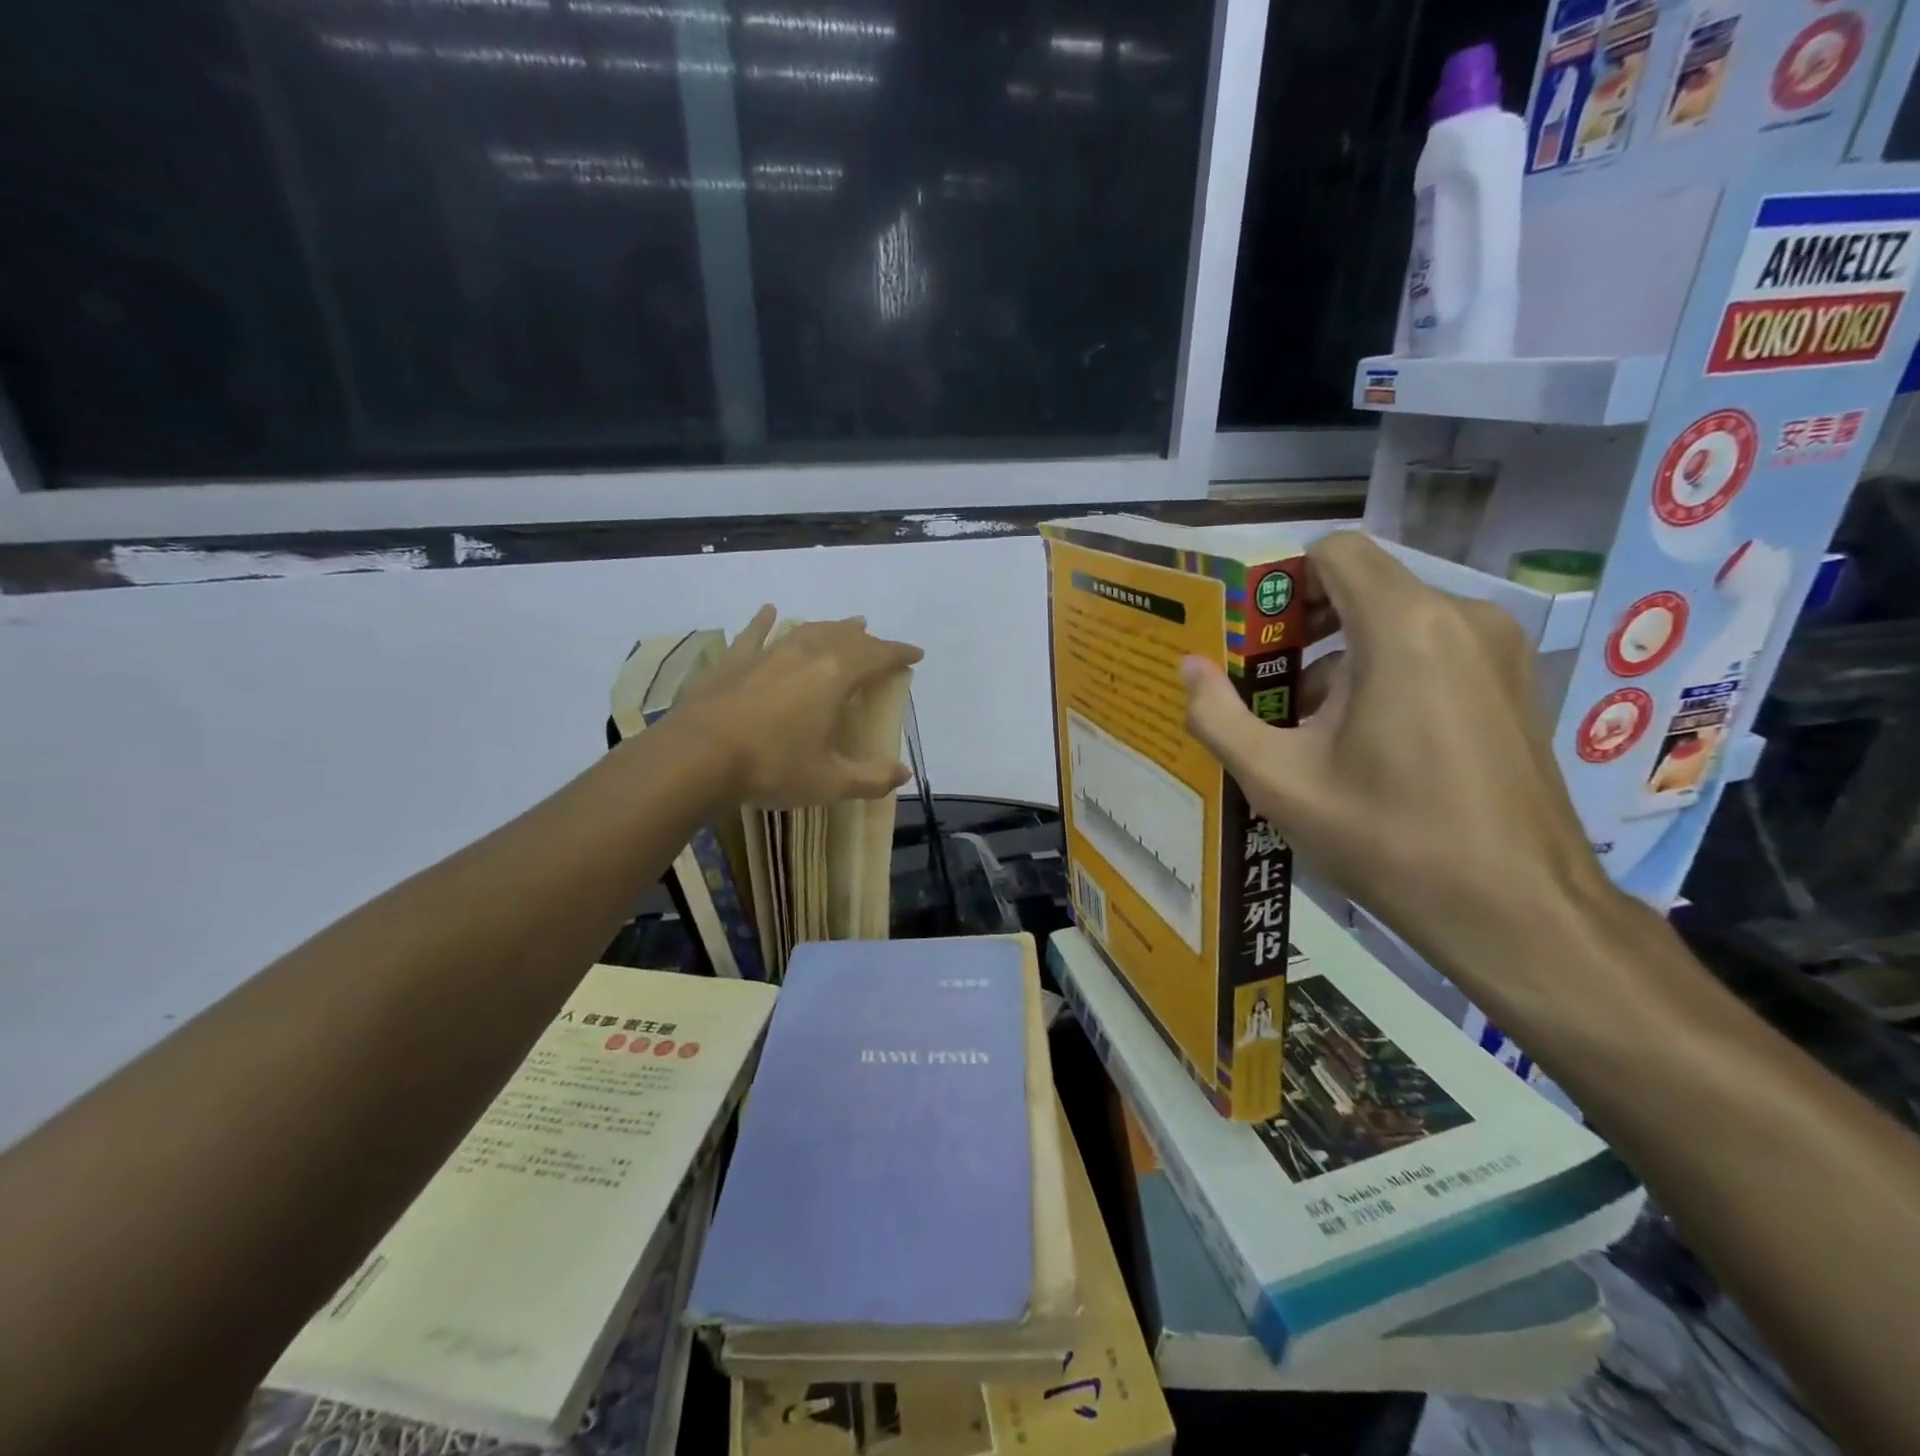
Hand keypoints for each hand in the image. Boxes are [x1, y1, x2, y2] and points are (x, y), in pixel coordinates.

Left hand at [680, 605, 922, 807]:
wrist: (696, 758)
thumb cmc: (772, 767)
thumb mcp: (829, 782)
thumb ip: (871, 778)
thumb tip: (903, 772)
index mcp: (836, 675)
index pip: (878, 655)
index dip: (900, 653)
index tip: (916, 654)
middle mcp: (806, 652)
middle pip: (846, 637)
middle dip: (869, 640)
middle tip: (880, 645)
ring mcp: (768, 652)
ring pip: (808, 630)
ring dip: (832, 627)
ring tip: (847, 624)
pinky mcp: (734, 660)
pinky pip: (756, 633)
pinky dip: (767, 621)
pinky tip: (771, 611)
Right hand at [1181, 531, 1621, 987]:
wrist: (1517, 911)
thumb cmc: (1387, 838)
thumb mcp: (1278, 781)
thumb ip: (1218, 716)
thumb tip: (1188, 669)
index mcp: (1403, 627)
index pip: (1334, 551)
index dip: (1283, 581)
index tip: (1254, 634)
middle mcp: (1461, 619)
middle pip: (1363, 588)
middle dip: (1305, 629)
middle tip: (1265, 686)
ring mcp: (1498, 651)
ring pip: (1396, 623)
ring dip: (1343, 660)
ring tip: (1308, 731)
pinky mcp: (1514, 684)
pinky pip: (1432, 652)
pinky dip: (1386, 676)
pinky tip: (1365, 746)